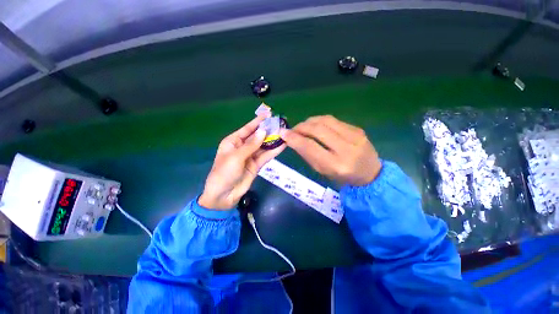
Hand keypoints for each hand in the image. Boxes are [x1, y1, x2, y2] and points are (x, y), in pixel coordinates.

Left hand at [199, 115, 285, 209]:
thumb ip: (251, 145)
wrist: (224, 195)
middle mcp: (242, 147)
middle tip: (280, 124)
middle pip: (257, 136)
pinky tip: (282, 145)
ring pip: (263, 146)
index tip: (269, 115)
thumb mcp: (236, 157)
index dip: (257, 121)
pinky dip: (274, 151)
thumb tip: (263, 131)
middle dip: (268, 131)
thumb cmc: (224, 173)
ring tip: (284, 133)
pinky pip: (266, 156)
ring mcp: (250, 156)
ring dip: (273, 140)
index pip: (247, 129)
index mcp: (233, 141)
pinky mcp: (257, 165)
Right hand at [279, 115, 380, 185]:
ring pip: (326, 120)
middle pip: (318, 129)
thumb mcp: (322, 170)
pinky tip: (316, 126)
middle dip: (301, 127)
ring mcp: (355, 136)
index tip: (283, 133)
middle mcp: (347, 149)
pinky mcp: (357, 128)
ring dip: (309, 121)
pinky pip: (334, 120)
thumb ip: (307, 155)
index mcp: (337, 165)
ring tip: (303, 126)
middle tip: (293, 129)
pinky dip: (320, 121)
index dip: (295, 138)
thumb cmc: (342, 177)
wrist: (370, 173)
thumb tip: (292, 139)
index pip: (310, 147)